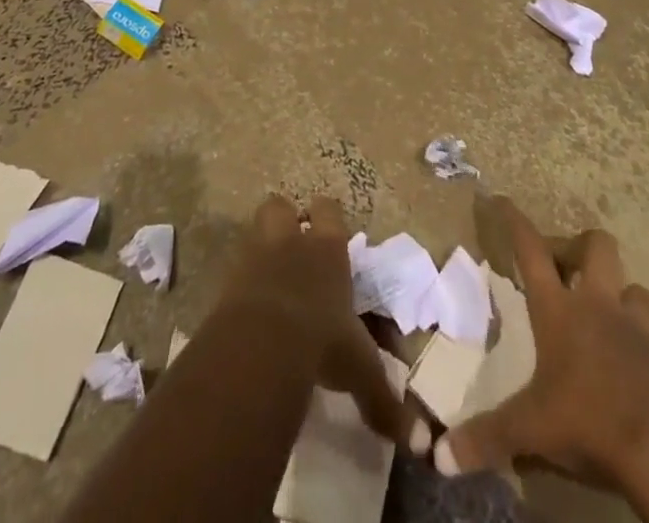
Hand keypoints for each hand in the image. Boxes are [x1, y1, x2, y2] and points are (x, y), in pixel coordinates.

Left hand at [219, 195, 417, 447]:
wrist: (263, 341)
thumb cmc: (322, 341)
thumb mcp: (359, 370)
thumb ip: (384, 400)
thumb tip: (420, 443)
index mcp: (327, 249)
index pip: (328, 210)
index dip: (327, 217)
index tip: (330, 235)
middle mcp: (291, 241)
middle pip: (281, 206)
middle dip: (286, 220)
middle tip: (293, 246)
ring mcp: (256, 255)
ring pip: (255, 229)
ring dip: (261, 246)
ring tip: (269, 273)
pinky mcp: (228, 279)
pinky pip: (234, 269)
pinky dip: (241, 283)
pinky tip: (249, 307)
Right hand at [436, 197, 648, 488]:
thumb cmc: (590, 421)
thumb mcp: (531, 430)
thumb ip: (486, 438)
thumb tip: (438, 457)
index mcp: (559, 309)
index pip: (531, 249)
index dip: (514, 220)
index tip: (501, 199)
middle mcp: (598, 305)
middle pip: (595, 246)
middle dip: (577, 245)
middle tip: (559, 266)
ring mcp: (636, 329)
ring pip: (631, 285)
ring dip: (616, 289)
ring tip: (599, 309)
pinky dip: (636, 333)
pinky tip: (624, 358)